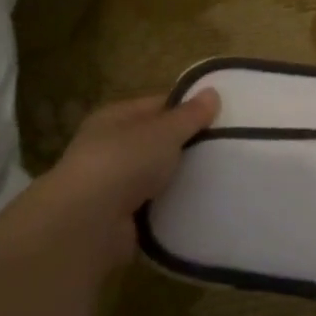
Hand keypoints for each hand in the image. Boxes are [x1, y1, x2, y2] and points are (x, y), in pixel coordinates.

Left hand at [9, 92, 218, 274]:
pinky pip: (156, 204)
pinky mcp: (121, 215)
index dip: (188, 108)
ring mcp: (114, 183)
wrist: (88, 223)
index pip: (158, 105)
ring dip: (182, 177)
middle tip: (227, 147)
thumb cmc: (124, 162)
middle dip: (188, 145)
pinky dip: (174, 204)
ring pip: (158, 174)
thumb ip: (190, 115)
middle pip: (158, 140)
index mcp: (115, 118)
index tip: (222, 117)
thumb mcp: (165, 131)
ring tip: (221, 176)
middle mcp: (110, 147)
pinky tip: (200, 203)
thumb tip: (212, 92)